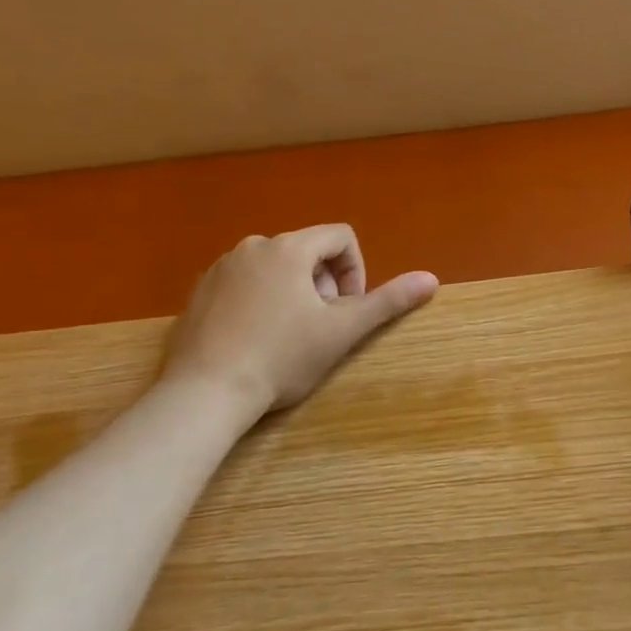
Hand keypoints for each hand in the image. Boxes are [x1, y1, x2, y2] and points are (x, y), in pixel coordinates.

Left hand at [162, 226, 437, 424]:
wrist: (204, 393)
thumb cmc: (281, 358)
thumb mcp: (342, 331)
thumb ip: (388, 301)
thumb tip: (431, 279)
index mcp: (288, 249)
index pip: (340, 237)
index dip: (355, 270)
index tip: (347, 309)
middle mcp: (252, 247)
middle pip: (308, 252)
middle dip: (325, 285)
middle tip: (321, 327)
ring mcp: (220, 269)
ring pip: (276, 268)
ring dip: (295, 294)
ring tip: (290, 336)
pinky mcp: (199, 293)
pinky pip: (245, 284)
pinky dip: (262, 303)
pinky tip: (257, 341)